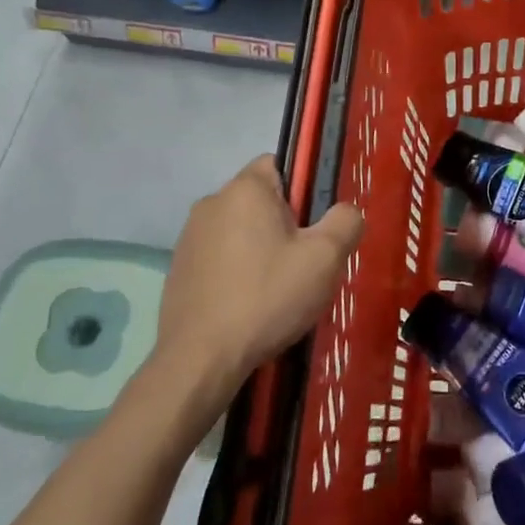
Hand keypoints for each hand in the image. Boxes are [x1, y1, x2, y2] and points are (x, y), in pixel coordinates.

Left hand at [146, 156, 362, 434]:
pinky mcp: (178, 270)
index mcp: (246, 189)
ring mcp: (189, 237)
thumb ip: (345, 221)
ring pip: (240, 230)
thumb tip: (345, 212)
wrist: (200, 359)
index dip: (304, 189)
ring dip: (260, 249)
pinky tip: (249, 305)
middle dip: (284, 224)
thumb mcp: (325, 258)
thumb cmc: (267, 297)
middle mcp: (211, 202)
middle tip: (304, 263)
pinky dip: (236, 272)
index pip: (280, 164)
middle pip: (261, 200)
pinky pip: (219, 257)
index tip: (314, 226)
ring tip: (277, 290)